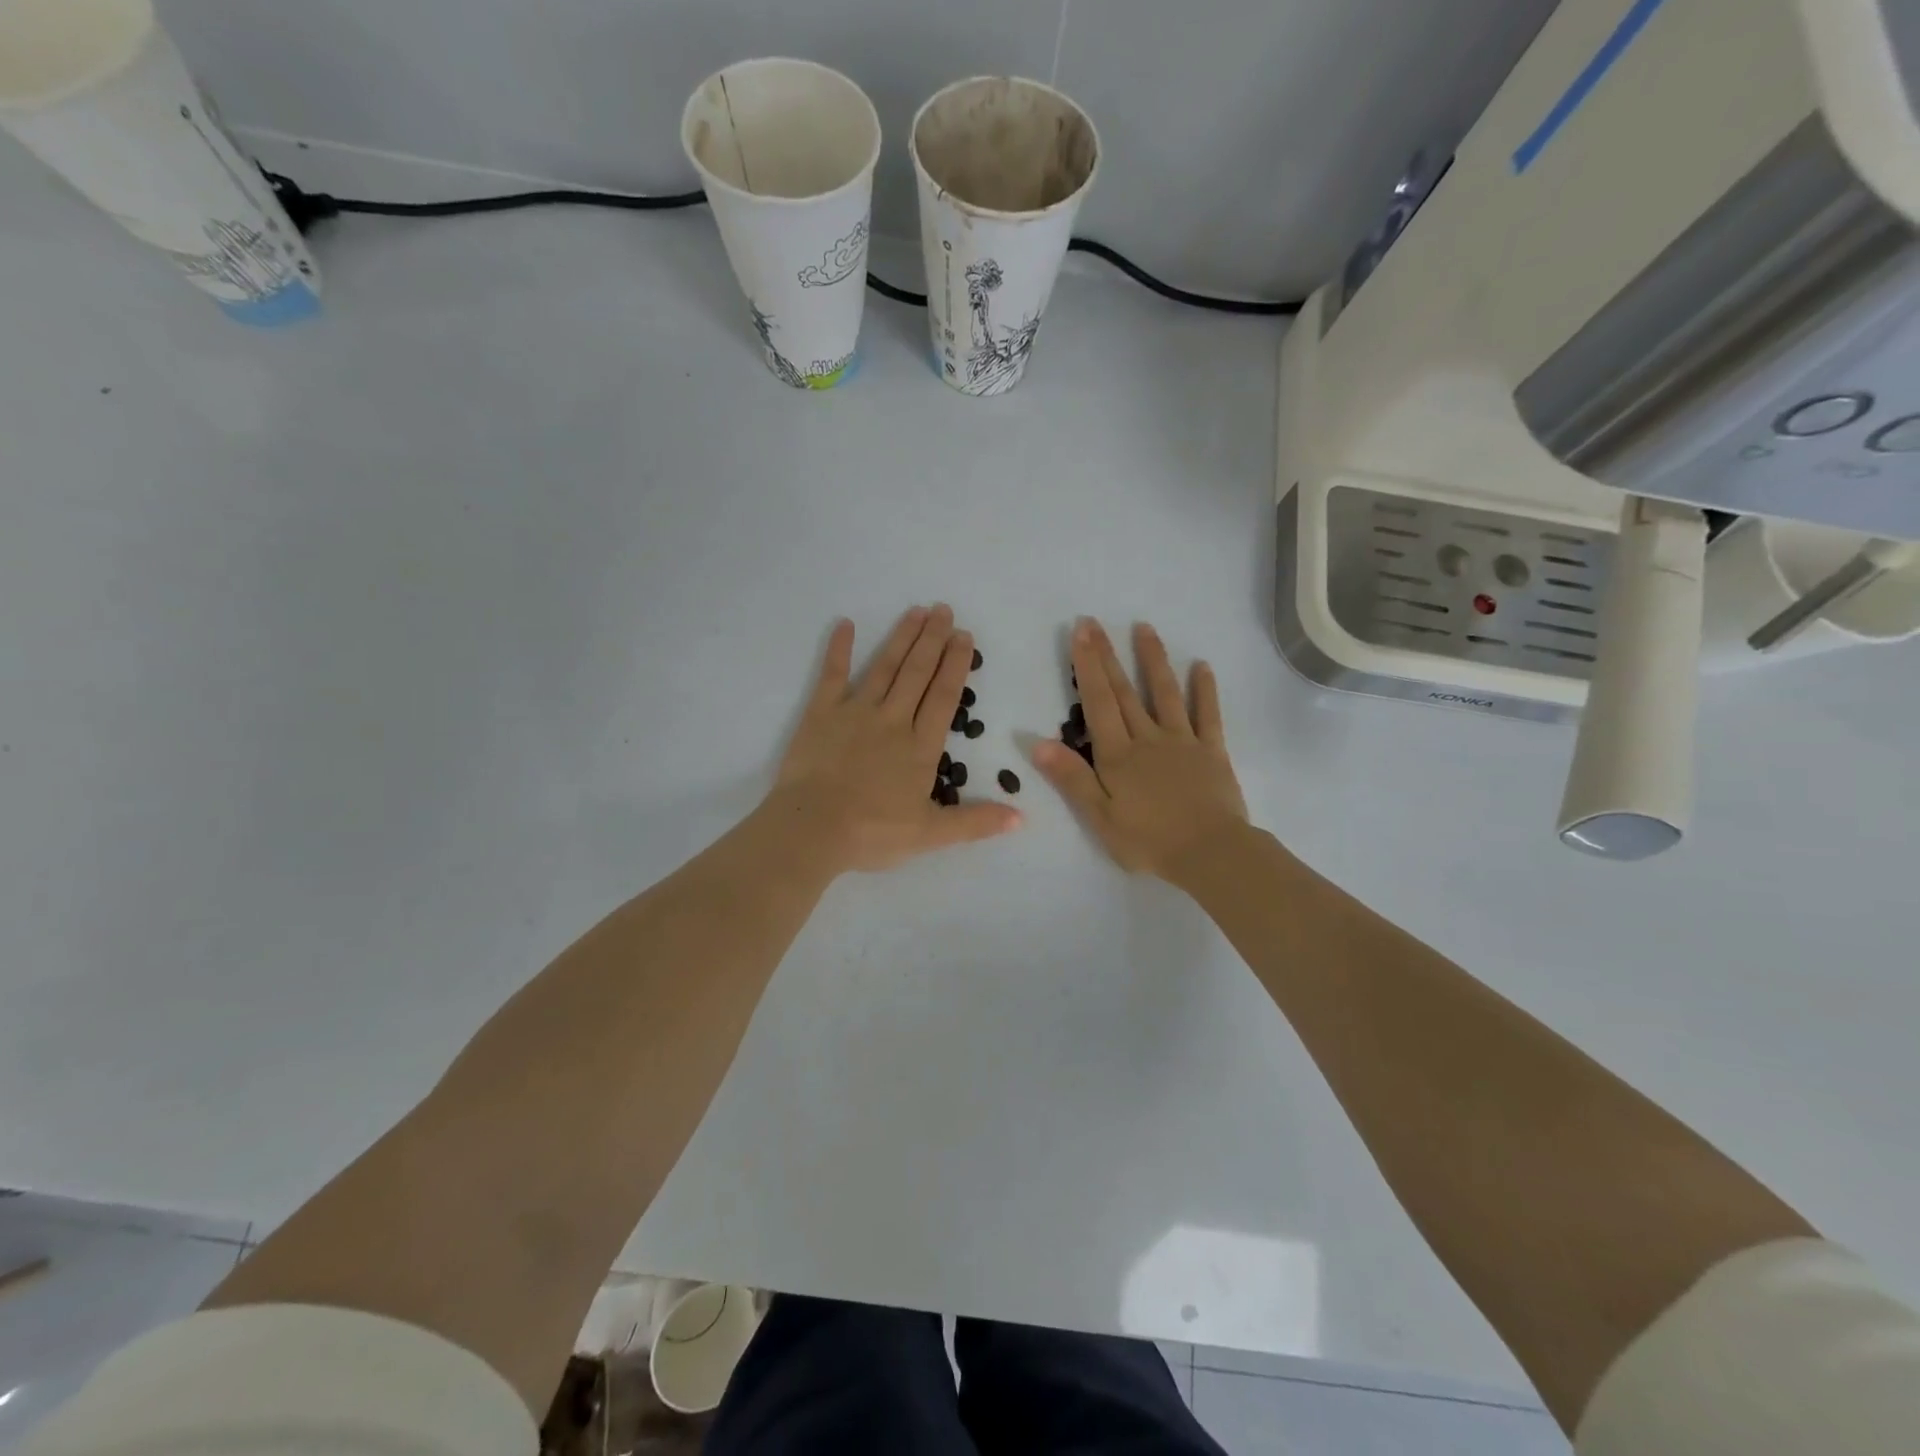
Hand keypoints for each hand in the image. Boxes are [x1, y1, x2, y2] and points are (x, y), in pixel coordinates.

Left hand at [763, 605, 1022, 874]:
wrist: (813, 829)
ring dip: (902, 638)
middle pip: (917, 673)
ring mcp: (855, 712)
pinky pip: (831, 675)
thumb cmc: (872, 833)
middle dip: (932, 640)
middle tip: (943, 610)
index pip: (943, 696)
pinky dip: (839, 649)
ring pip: (884, 667)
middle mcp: (892, 720)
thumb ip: (976, 822)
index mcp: (920, 747)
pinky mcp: (821, 714)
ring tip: (916, 611)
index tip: (964, 636)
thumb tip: (1022, 817)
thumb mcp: (930, 834)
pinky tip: (844, 624)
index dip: (955, 665)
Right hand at [1033, 618, 1247, 881]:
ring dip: (1153, 660)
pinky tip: (1202, 666)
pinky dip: (1205, 690)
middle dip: (1108, 655)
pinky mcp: (1212, 751)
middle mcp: (1148, 738)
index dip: (1087, 666)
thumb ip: (1071, 778)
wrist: (1210, 854)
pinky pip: (1208, 715)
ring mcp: (1182, 741)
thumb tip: (1038, 743)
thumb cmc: (1149, 841)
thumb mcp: (1099, 817)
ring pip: (1164, 693)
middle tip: (1095, 622)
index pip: (1098, 702)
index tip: (1080, 632)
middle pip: (1124, 691)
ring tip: (1145, 628)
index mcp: (1117, 755)